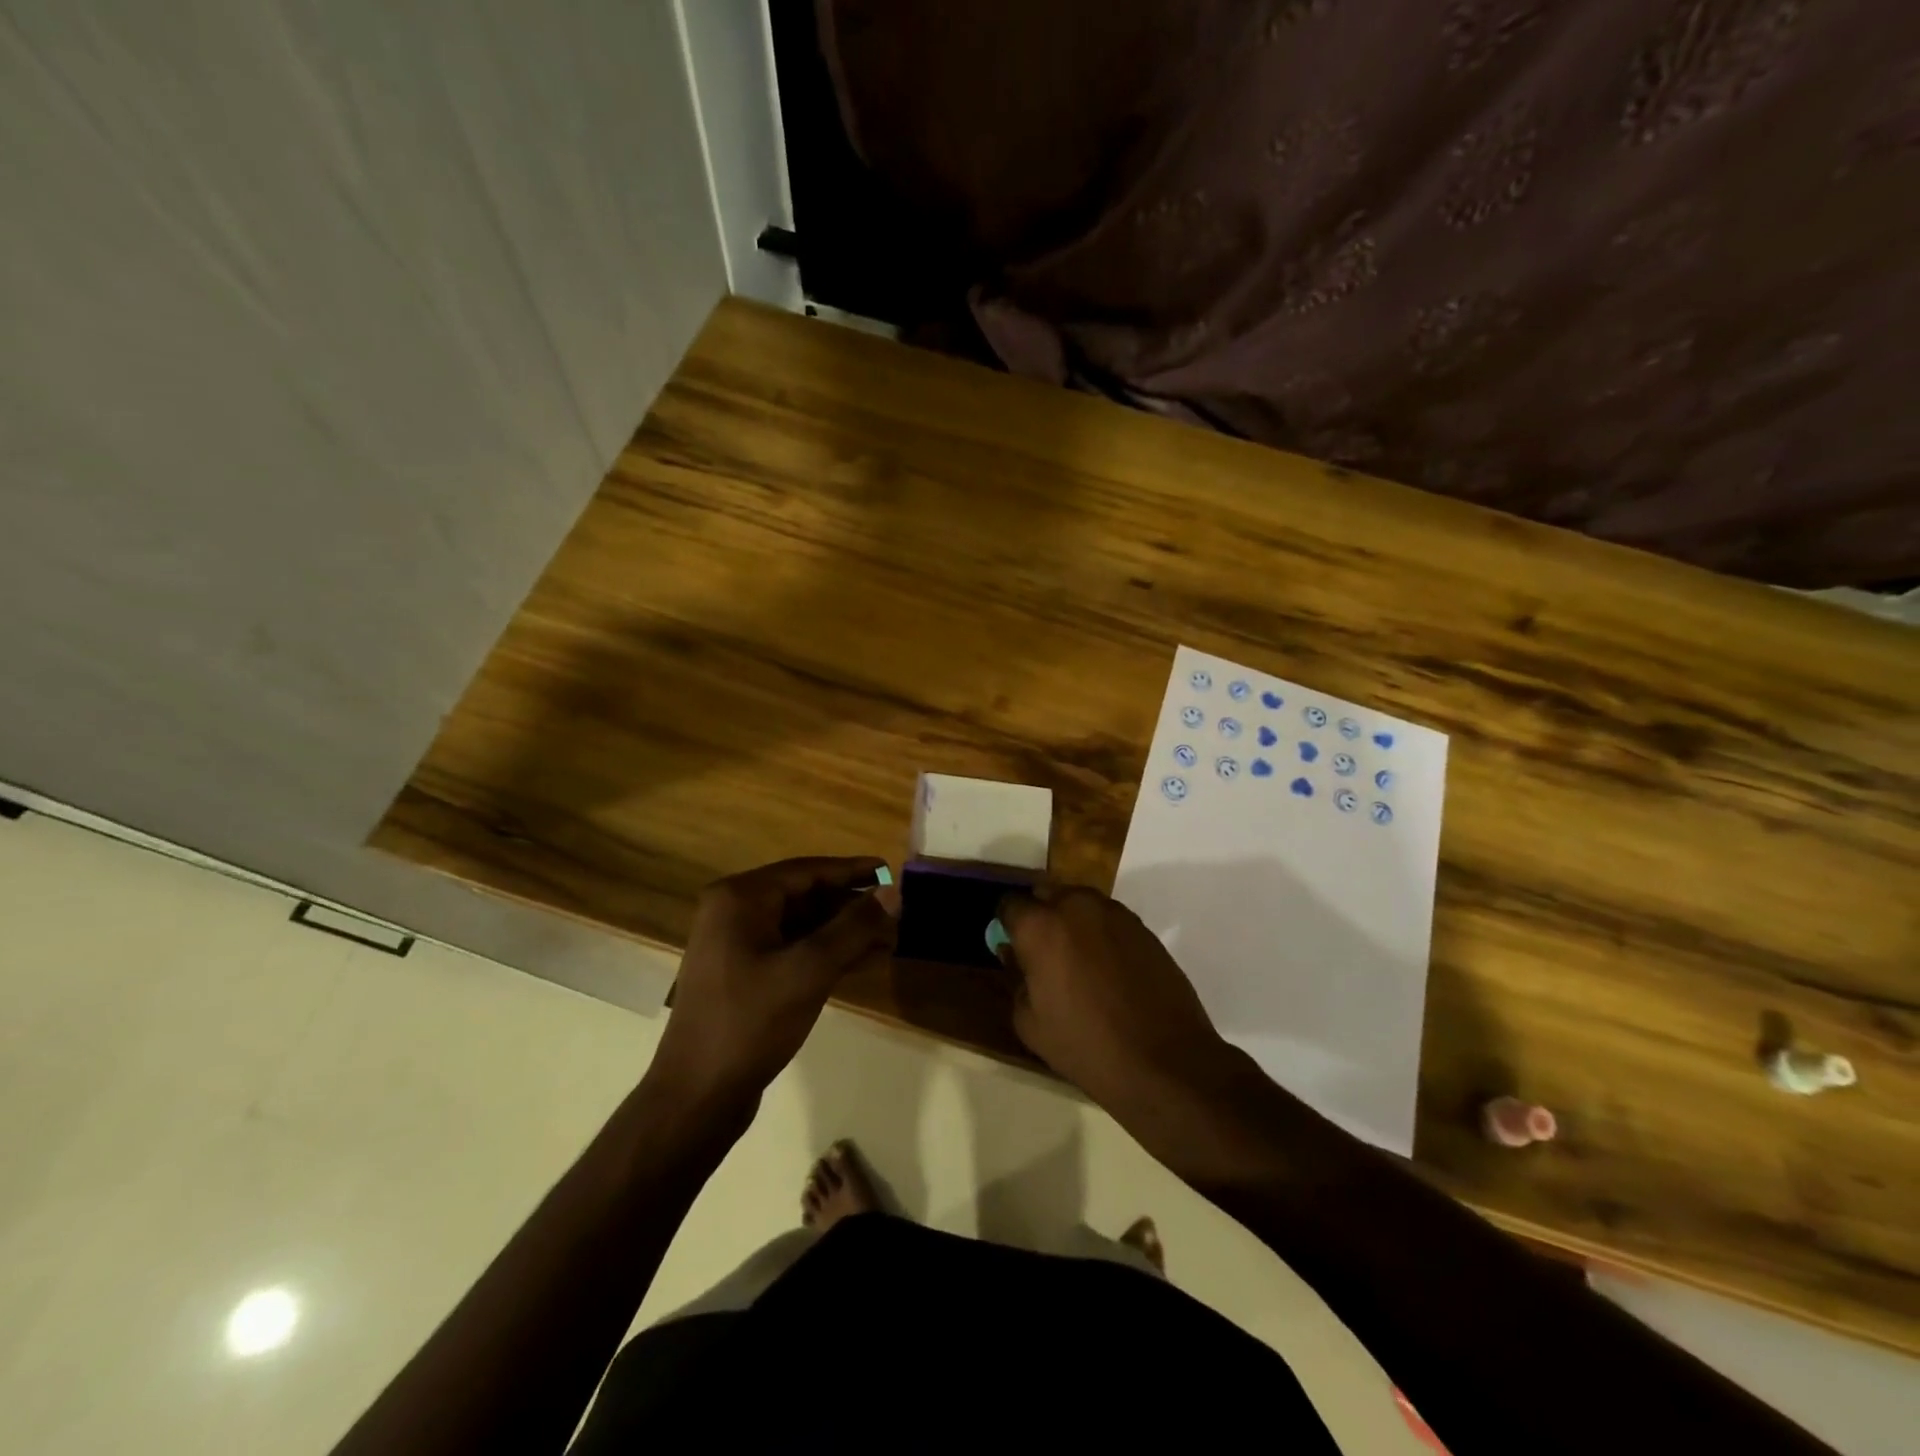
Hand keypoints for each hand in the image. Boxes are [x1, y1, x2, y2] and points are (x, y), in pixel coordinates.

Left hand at [648, 857, 898, 1109]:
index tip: (892, 872)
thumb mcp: (810, 970)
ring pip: (802, 925)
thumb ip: (854, 927)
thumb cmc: (751, 1023)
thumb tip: (894, 892)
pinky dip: (826, 953)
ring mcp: (736, 944)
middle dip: (852, 906)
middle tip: (896, 913)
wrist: (697, 1097)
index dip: (853, 871)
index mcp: (740, 898)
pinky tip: (862, 961)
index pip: (808, 871)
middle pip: (806, 896)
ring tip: (889, 938)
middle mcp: (734, 912)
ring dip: (843, 931)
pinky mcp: (744, 974)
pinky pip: (792, 949)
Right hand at [997, 884, 1233, 1113]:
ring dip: (1071, 921)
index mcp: (1040, 926)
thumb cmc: (1086, 1045)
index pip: (1009, 904)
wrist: (1164, 1060)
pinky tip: (1106, 968)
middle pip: (1046, 893)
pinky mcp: (1142, 926)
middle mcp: (1075, 906)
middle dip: (1039, 915)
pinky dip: (1099, 933)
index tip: (1011, 946)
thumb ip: (1016, 979)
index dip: (1006, 924)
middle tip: (1042, 951)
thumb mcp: (1030, 1023)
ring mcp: (1114, 913)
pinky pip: (1108, 919)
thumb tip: (1015, 956)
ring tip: (1077, 960)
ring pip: (1079, 902)